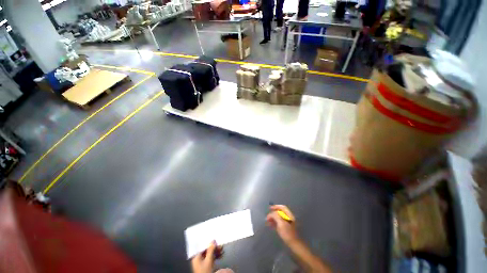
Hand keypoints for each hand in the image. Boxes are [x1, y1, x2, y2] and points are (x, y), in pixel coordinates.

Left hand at [191, 241, 223, 272]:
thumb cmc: (205, 271)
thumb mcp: (208, 260)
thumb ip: (211, 250)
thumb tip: (213, 241)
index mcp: (196, 256)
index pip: (203, 246)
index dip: (209, 243)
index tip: (216, 241)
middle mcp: (198, 259)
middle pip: (207, 250)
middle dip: (214, 248)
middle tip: (221, 245)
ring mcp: (202, 263)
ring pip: (209, 254)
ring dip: (216, 252)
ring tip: (222, 249)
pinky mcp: (205, 266)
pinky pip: (210, 259)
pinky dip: (215, 257)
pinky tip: (221, 255)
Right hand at [266, 205, 298, 244]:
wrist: (294, 245)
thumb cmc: (288, 233)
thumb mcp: (281, 223)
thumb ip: (276, 216)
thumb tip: (271, 213)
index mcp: (289, 215)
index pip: (282, 207)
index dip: (276, 206)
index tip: (269, 209)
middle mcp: (289, 218)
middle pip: (280, 212)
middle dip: (273, 213)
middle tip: (267, 217)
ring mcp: (288, 223)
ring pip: (279, 218)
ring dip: (273, 218)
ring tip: (267, 221)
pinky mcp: (286, 229)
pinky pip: (279, 223)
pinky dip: (275, 223)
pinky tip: (271, 225)